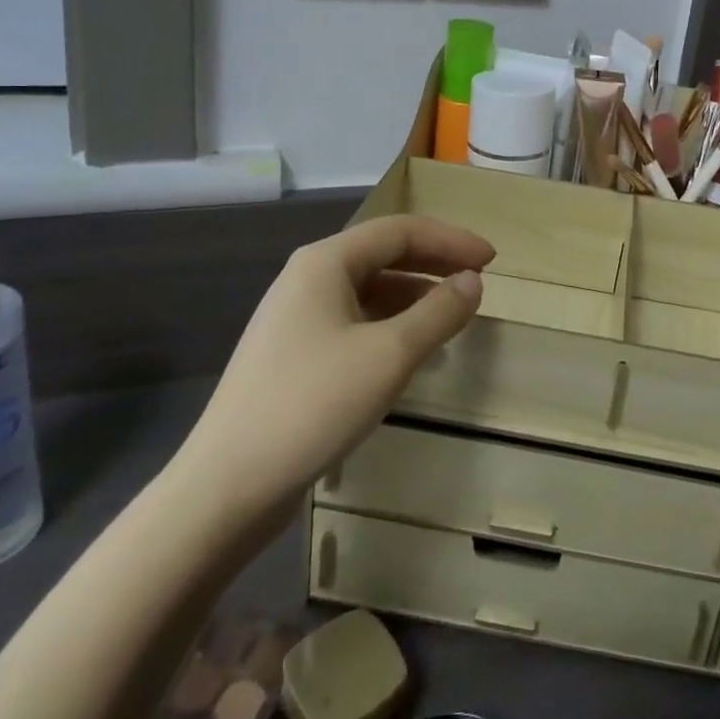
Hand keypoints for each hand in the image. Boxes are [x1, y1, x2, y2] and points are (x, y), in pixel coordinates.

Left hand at [176, 216, 493, 517]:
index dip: (450, 240)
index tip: (492, 260)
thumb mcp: (390, 355)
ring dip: (414, 295)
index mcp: (325, 262)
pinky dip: (390, 324)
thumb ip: (439, 312)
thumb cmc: (313, 405)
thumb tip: (472, 282)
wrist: (226, 487)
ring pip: (368, 289)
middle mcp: (307, 278)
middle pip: (382, 254)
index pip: (400, 231)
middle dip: (434, 263)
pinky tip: (409, 350)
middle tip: (478, 280)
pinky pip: (353, 320)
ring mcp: (295, 317)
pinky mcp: (292, 354)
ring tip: (452, 315)